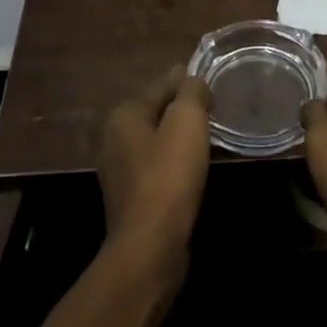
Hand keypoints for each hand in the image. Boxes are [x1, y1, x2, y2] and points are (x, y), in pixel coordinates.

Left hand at [97, 68, 212, 274]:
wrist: (149, 247)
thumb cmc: (168, 176)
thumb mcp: (186, 122)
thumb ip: (191, 92)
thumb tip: (192, 79)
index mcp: (124, 116)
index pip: (161, 86)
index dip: (187, 82)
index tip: (210, 84)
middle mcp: (114, 140)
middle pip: (156, 114)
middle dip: (182, 111)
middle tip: (212, 111)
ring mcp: (119, 173)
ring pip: (156, 143)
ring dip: (179, 139)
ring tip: (207, 139)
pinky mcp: (131, 200)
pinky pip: (157, 169)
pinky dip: (174, 164)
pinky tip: (192, 171)